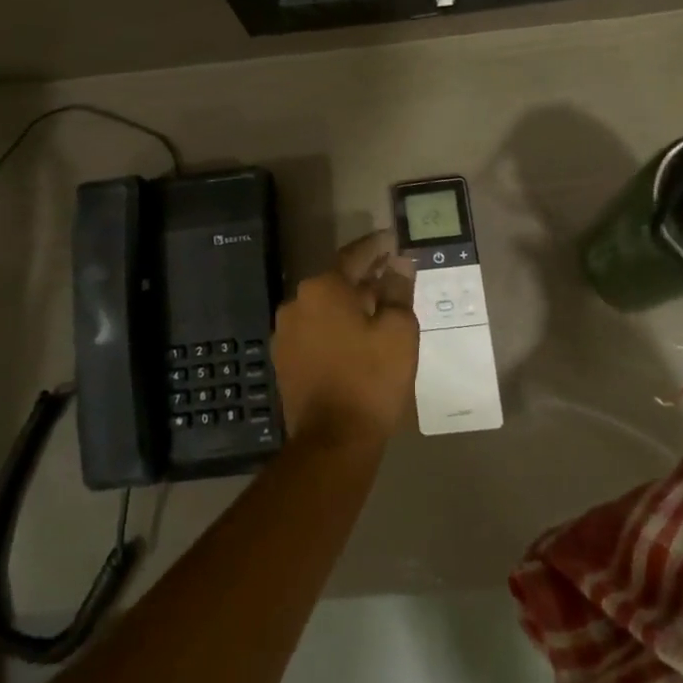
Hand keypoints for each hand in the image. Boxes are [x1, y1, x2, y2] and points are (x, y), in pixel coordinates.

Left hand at [271, 231, 419, 447]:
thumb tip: (399, 263)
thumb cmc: (371, 379)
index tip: (393, 240)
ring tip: (377, 310)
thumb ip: (398, 290)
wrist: (332, 441)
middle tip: (391, 276)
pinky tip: (355, 339)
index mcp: (323, 288)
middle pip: (337, 281)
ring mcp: (286, 332)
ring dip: (348, 304)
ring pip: (324, 307)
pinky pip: (314, 330)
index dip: (377, 247)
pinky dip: (334, 328)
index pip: (354, 255)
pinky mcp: (284, 359)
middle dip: (364, 278)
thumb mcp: (398, 331)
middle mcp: (297, 302)